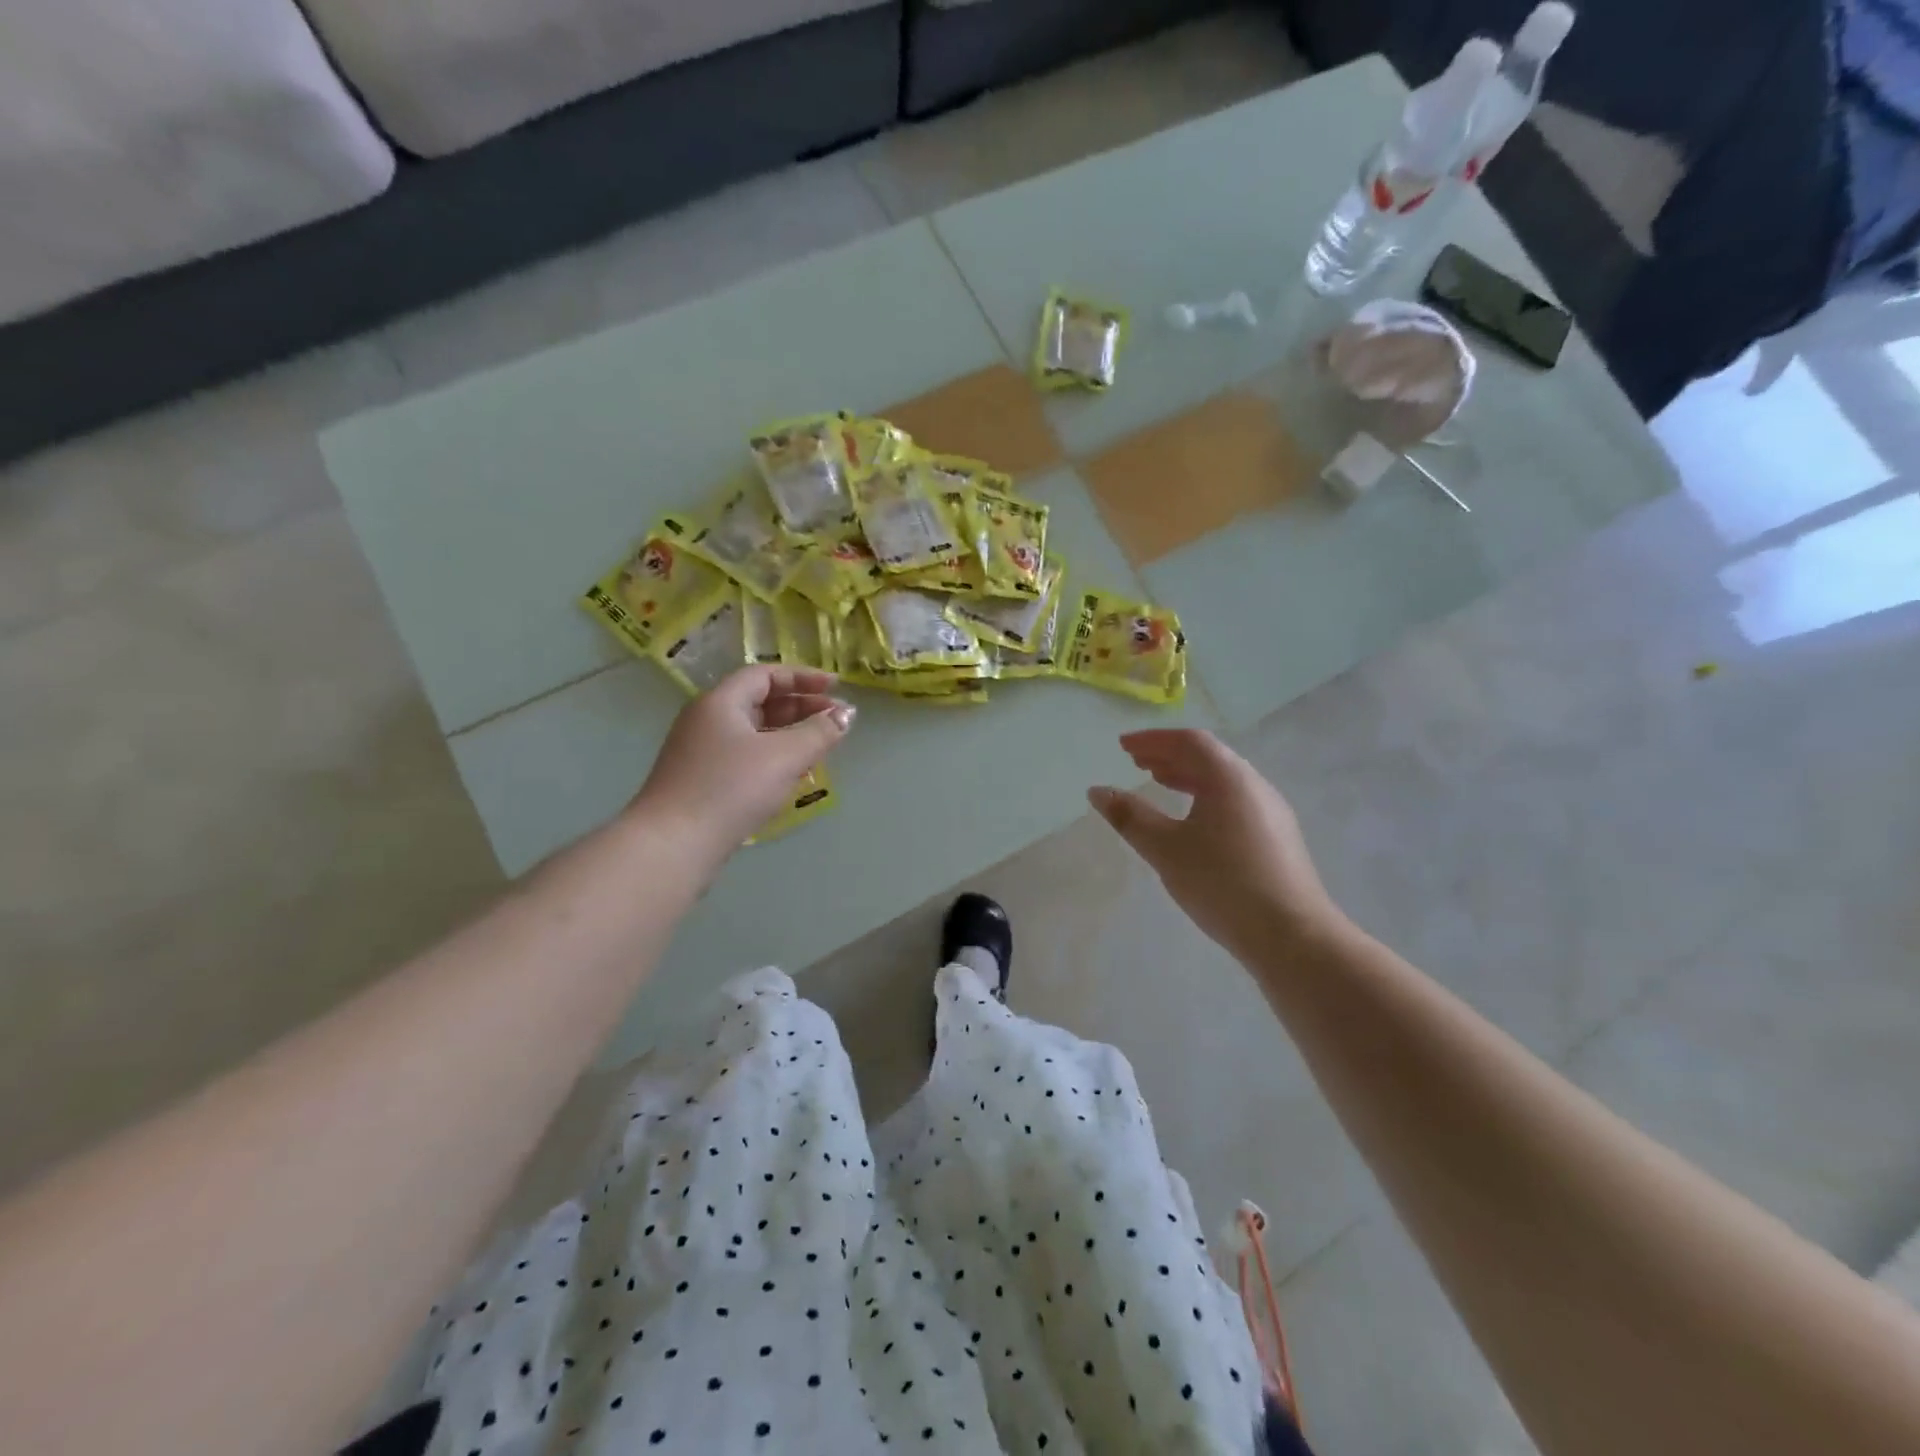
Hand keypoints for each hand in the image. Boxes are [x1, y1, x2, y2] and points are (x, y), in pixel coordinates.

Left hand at [632, 666, 853, 863]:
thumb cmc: (730, 789)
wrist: (673, 845)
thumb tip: (845, 714)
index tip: (835, 687)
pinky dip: (773, 756)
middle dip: (801, 706)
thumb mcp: (784, 757)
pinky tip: (792, 776)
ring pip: (753, 732)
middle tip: (836, 718)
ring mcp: (700, 752)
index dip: (803, 677)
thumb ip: (819, 732)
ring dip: (789, 734)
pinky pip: (744, 756)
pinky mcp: (701, 781)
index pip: (765, 675)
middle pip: (759, 701)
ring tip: (821, 746)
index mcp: (720, 703)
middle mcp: (706, 720)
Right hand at [1088, 729, 1346, 960]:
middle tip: (1136, 761)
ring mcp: (1271, 812)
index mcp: (1229, 778)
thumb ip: (1130, 817)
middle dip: (1169, 755)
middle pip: (1208, 757)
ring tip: (1159, 782)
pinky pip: (1234, 801)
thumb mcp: (1166, 849)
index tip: (1123, 746)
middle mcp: (1254, 786)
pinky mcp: (1277, 838)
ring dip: (1188, 776)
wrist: (1293, 936)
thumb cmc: (1223, 883)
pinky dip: (1205, 796)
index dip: (1153, 740)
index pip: (1189, 742)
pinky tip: (1192, 820)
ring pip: (1223, 780)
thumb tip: (1097, 791)